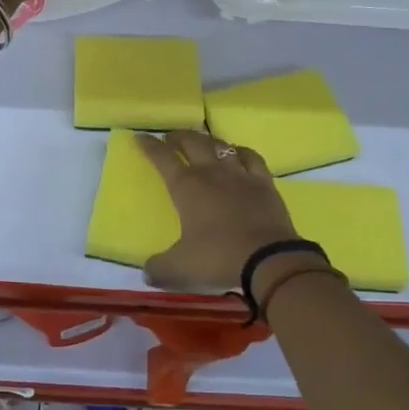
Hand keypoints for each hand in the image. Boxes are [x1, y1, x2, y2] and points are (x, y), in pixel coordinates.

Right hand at [136, 131, 302, 291]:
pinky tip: (238, 153)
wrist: (268, 260)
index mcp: (186, 186)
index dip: (150, 146)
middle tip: (170, 137)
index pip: (162, 158)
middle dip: (178, 137)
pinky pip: (252, 157)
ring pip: (221, 146)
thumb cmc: (218, 257)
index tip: (140, 137)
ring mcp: (240, 175)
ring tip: (202, 142)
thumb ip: (159, 268)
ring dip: (208, 140)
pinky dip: (241, 151)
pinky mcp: (264, 183)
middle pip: (192, 143)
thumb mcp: (180, 268)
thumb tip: (147, 272)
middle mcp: (211, 172)